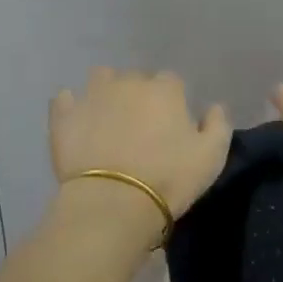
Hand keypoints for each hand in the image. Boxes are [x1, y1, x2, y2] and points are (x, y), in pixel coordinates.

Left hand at [51, 69, 231, 222]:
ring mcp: (93, 94)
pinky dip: (71, 107)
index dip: (171, 103)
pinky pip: (66, 99)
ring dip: (106, 92)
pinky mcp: (64, 114)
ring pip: (101, 79)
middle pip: (136, 79)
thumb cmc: (169, 179)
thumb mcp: (211, 157)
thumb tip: (215, 107)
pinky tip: (77, 123)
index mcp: (165, 89)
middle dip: (138, 96)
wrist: (113, 202)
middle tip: (139, 128)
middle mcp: (128, 82)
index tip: (170, 126)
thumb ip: (218, 125)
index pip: (171, 82)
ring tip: (107, 119)